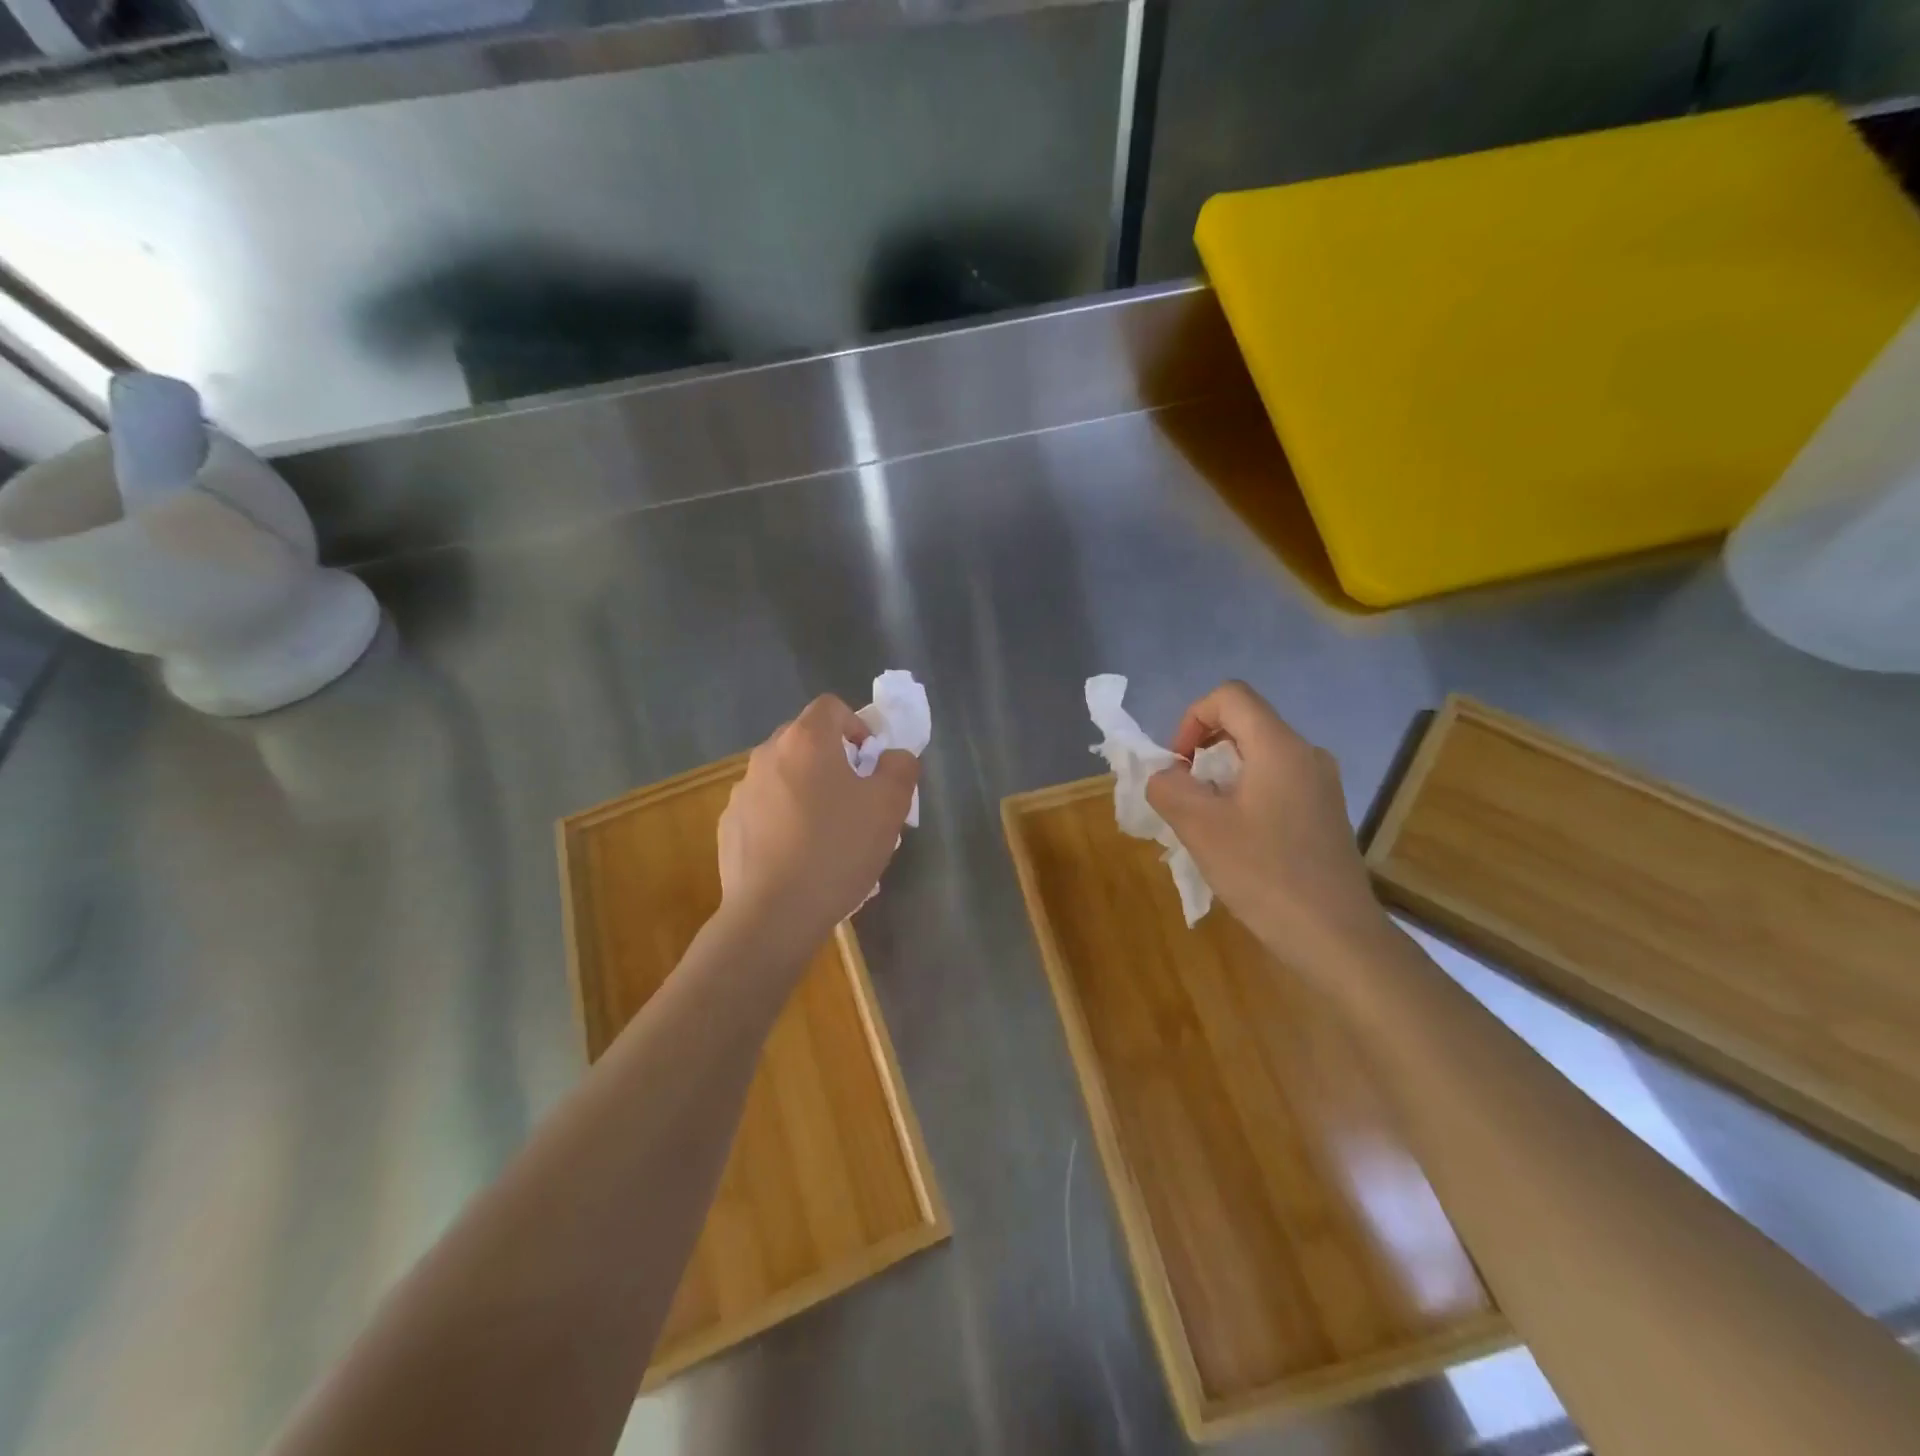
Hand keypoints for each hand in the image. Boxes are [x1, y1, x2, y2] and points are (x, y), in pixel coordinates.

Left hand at [717, 695, 918, 958]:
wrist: (773, 913)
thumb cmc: (836, 850)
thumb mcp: (889, 807)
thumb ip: (900, 768)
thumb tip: (894, 756)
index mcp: (806, 741)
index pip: (831, 707)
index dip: (857, 726)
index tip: (870, 763)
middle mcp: (767, 755)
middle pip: (806, 740)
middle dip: (834, 761)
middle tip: (855, 799)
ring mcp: (742, 791)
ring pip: (784, 776)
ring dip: (807, 791)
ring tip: (827, 835)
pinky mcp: (729, 825)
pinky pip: (765, 808)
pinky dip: (783, 819)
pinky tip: (797, 857)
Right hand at [1145, 680, 1391, 970]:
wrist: (1336, 937)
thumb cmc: (1265, 874)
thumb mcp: (1200, 827)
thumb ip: (1169, 788)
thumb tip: (1165, 776)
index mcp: (1279, 747)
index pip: (1230, 696)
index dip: (1192, 718)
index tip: (1178, 765)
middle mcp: (1306, 754)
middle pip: (1244, 724)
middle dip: (1203, 750)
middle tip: (1184, 795)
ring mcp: (1321, 785)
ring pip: (1259, 757)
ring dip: (1221, 777)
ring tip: (1205, 822)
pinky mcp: (1325, 814)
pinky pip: (1276, 784)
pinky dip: (1245, 796)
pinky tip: (1237, 841)